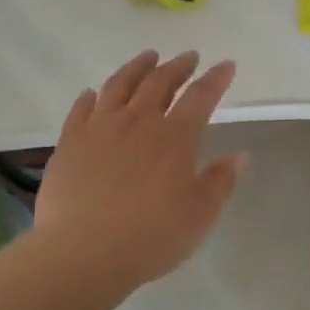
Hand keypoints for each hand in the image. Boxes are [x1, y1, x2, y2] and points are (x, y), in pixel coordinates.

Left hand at [33, 51, 245, 290]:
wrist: (83, 253)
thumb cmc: (152, 236)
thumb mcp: (200, 214)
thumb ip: (220, 181)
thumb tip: (239, 155)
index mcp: (175, 137)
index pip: (201, 96)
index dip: (216, 79)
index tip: (226, 65)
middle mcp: (138, 122)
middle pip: (160, 82)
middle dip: (178, 66)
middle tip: (189, 56)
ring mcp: (100, 128)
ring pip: (120, 85)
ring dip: (137, 68)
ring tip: (147, 57)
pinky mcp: (70, 143)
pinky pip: (81, 109)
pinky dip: (91, 96)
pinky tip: (94, 92)